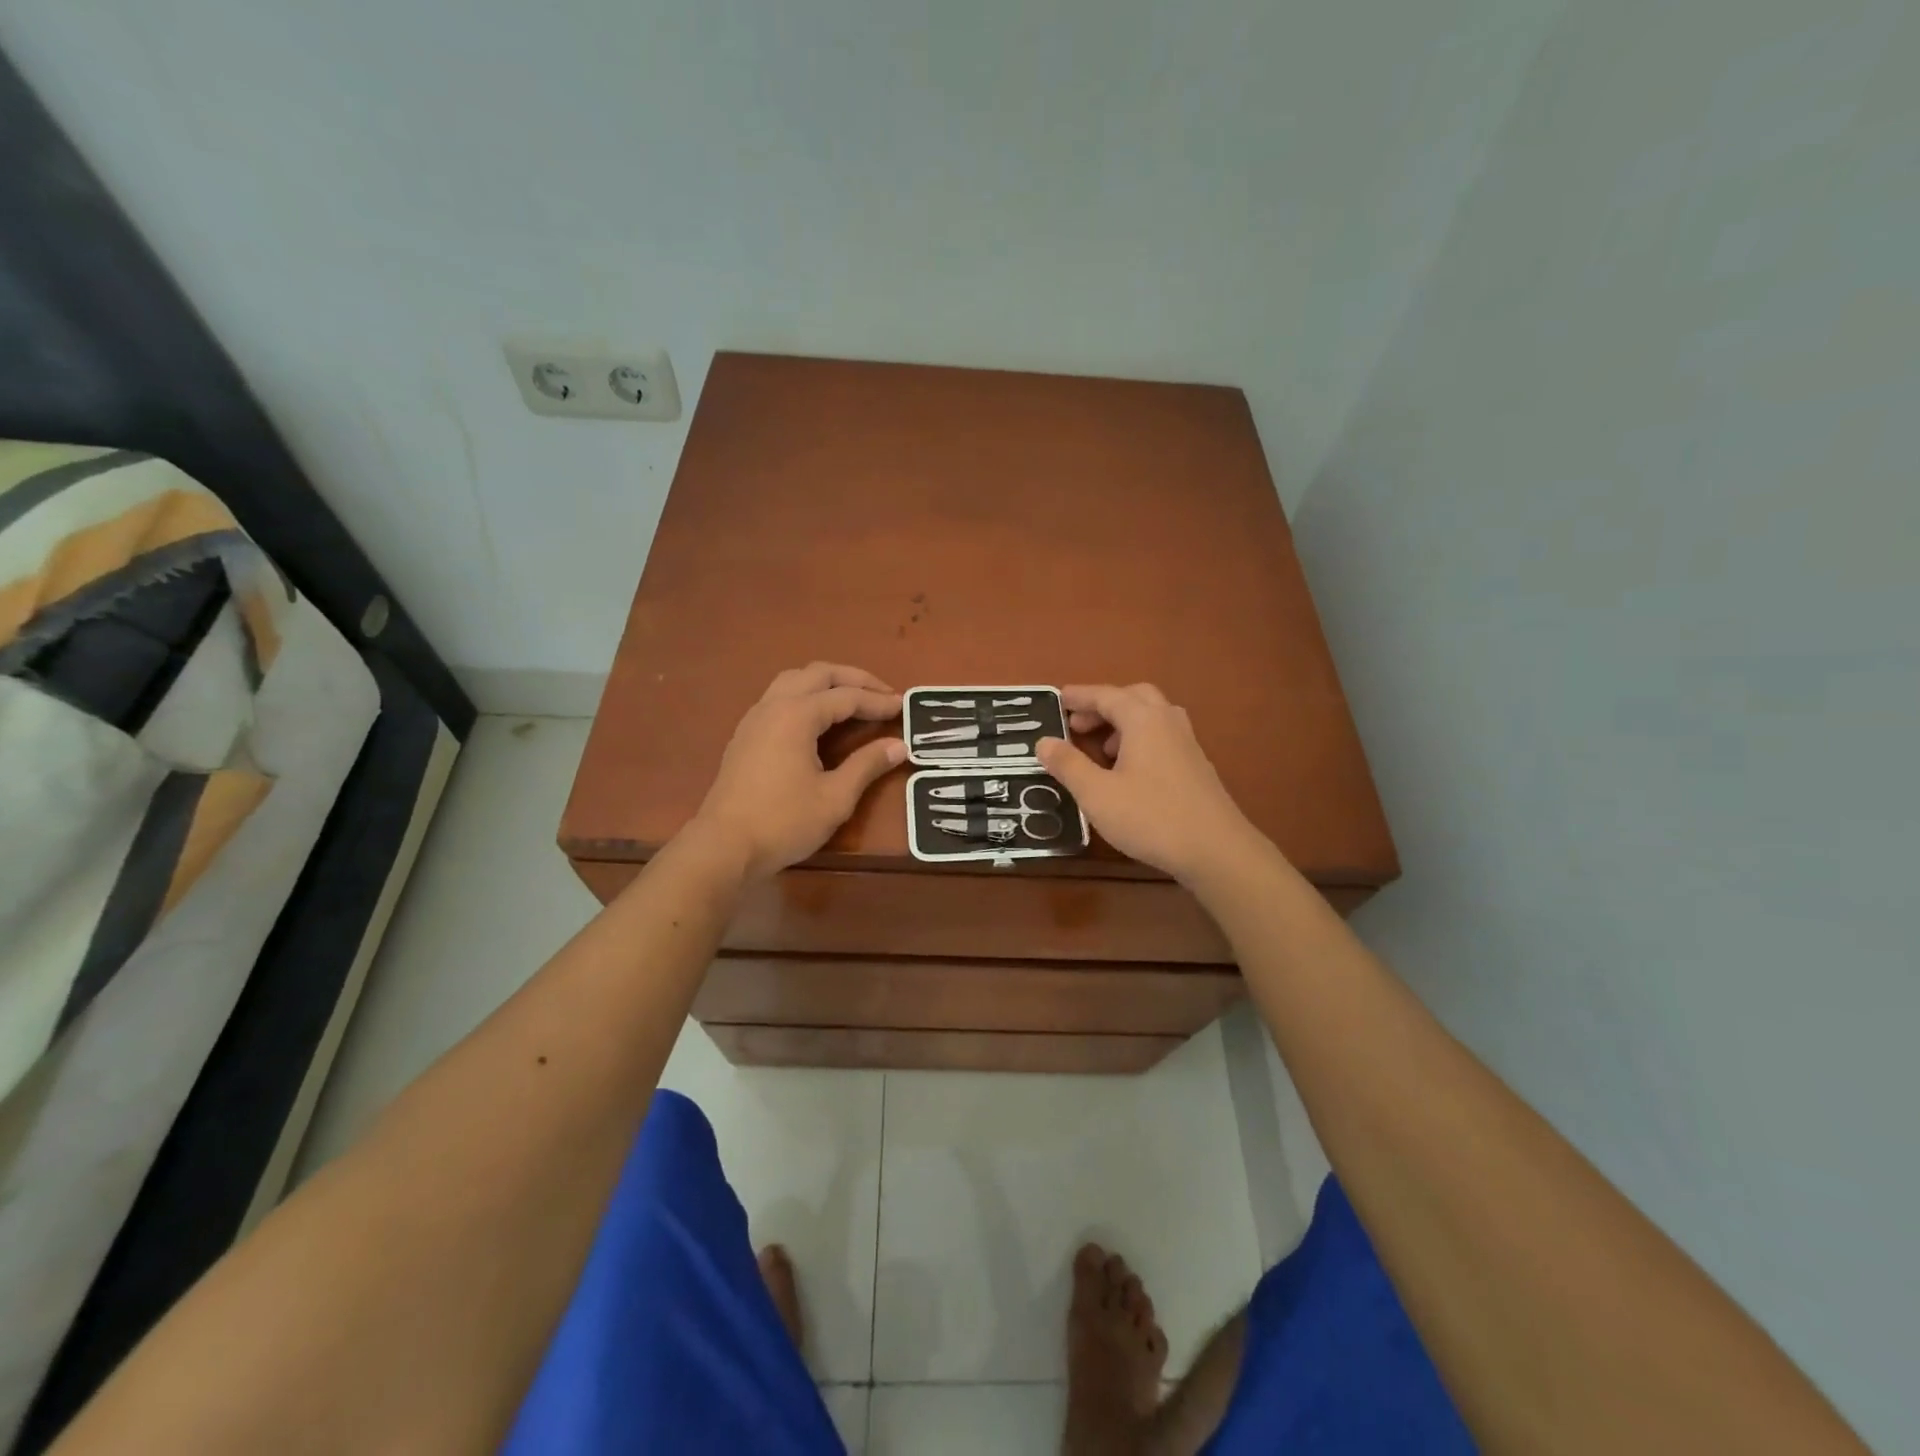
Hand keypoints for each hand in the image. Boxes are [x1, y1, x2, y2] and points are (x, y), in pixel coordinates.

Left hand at [689, 663, 905, 878]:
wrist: (724, 846)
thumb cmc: (783, 822)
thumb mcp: (835, 797)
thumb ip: (867, 765)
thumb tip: (899, 745)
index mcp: (797, 715)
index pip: (846, 696)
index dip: (878, 700)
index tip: (904, 706)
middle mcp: (774, 705)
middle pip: (819, 674)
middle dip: (854, 679)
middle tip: (883, 694)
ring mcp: (755, 718)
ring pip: (794, 680)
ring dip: (827, 683)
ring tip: (853, 700)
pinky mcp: (745, 735)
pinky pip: (779, 697)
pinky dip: (807, 696)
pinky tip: (818, 720)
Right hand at [1036, 683, 1265, 882]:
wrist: (1216, 850)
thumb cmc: (1150, 817)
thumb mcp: (1097, 794)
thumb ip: (1068, 765)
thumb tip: (1044, 741)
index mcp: (1144, 720)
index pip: (1106, 695)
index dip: (1080, 696)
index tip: (1058, 700)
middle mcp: (1168, 722)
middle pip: (1134, 698)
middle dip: (1104, 706)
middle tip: (1078, 725)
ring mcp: (1187, 744)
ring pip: (1152, 717)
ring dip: (1123, 723)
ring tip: (1101, 750)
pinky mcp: (1197, 766)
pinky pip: (1163, 737)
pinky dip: (1140, 740)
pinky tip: (1129, 772)